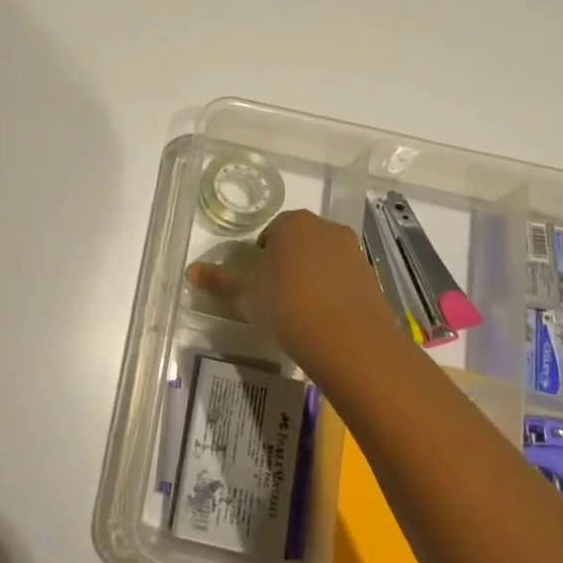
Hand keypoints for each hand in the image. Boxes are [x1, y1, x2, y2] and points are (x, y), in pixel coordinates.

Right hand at [187, 209, 398, 375]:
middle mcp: (326, 228)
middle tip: (273, 296)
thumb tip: (191, 271)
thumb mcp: (245, 293)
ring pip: (322, 261)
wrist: (349, 339)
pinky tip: (322, 320)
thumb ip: (219, 281)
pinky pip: (343, 281)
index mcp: (293, 223)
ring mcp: (354, 252)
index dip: (260, 257)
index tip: (256, 283)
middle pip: (298, 243)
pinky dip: (332, 294)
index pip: (270, 232)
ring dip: (310, 278)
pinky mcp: (372, 279)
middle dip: (286, 264)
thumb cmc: (287, 304)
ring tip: (298, 312)